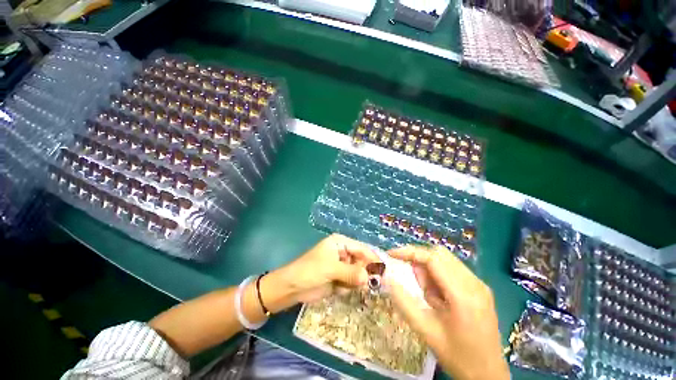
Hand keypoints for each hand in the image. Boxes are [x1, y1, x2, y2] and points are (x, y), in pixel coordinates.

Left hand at [273, 234, 378, 303]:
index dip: (372, 259)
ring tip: (343, 286)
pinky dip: (347, 288)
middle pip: (362, 261)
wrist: (292, 288)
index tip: (383, 271)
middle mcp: (343, 252)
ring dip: (354, 282)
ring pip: (358, 273)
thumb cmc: (310, 271)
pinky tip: (337, 290)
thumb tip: (369, 277)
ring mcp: (342, 266)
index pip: (361, 248)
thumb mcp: (331, 268)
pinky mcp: (339, 278)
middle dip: (363, 273)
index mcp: (341, 243)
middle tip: (366, 284)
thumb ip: (351, 272)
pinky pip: (352, 283)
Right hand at [385, 245, 509, 379]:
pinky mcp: (480, 288)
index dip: (410, 252)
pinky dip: (439, 275)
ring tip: (428, 295)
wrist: (489, 375)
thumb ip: (404, 302)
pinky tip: (439, 296)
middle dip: (419, 259)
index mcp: (462, 295)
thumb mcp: (425, 330)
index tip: (391, 254)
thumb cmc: (457, 356)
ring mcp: (480, 284)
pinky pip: (453, 269)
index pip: (433, 258)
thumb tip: (388, 278)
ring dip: (429, 269)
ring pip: (446, 259)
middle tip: (410, 277)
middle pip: (440, 254)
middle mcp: (474, 283)